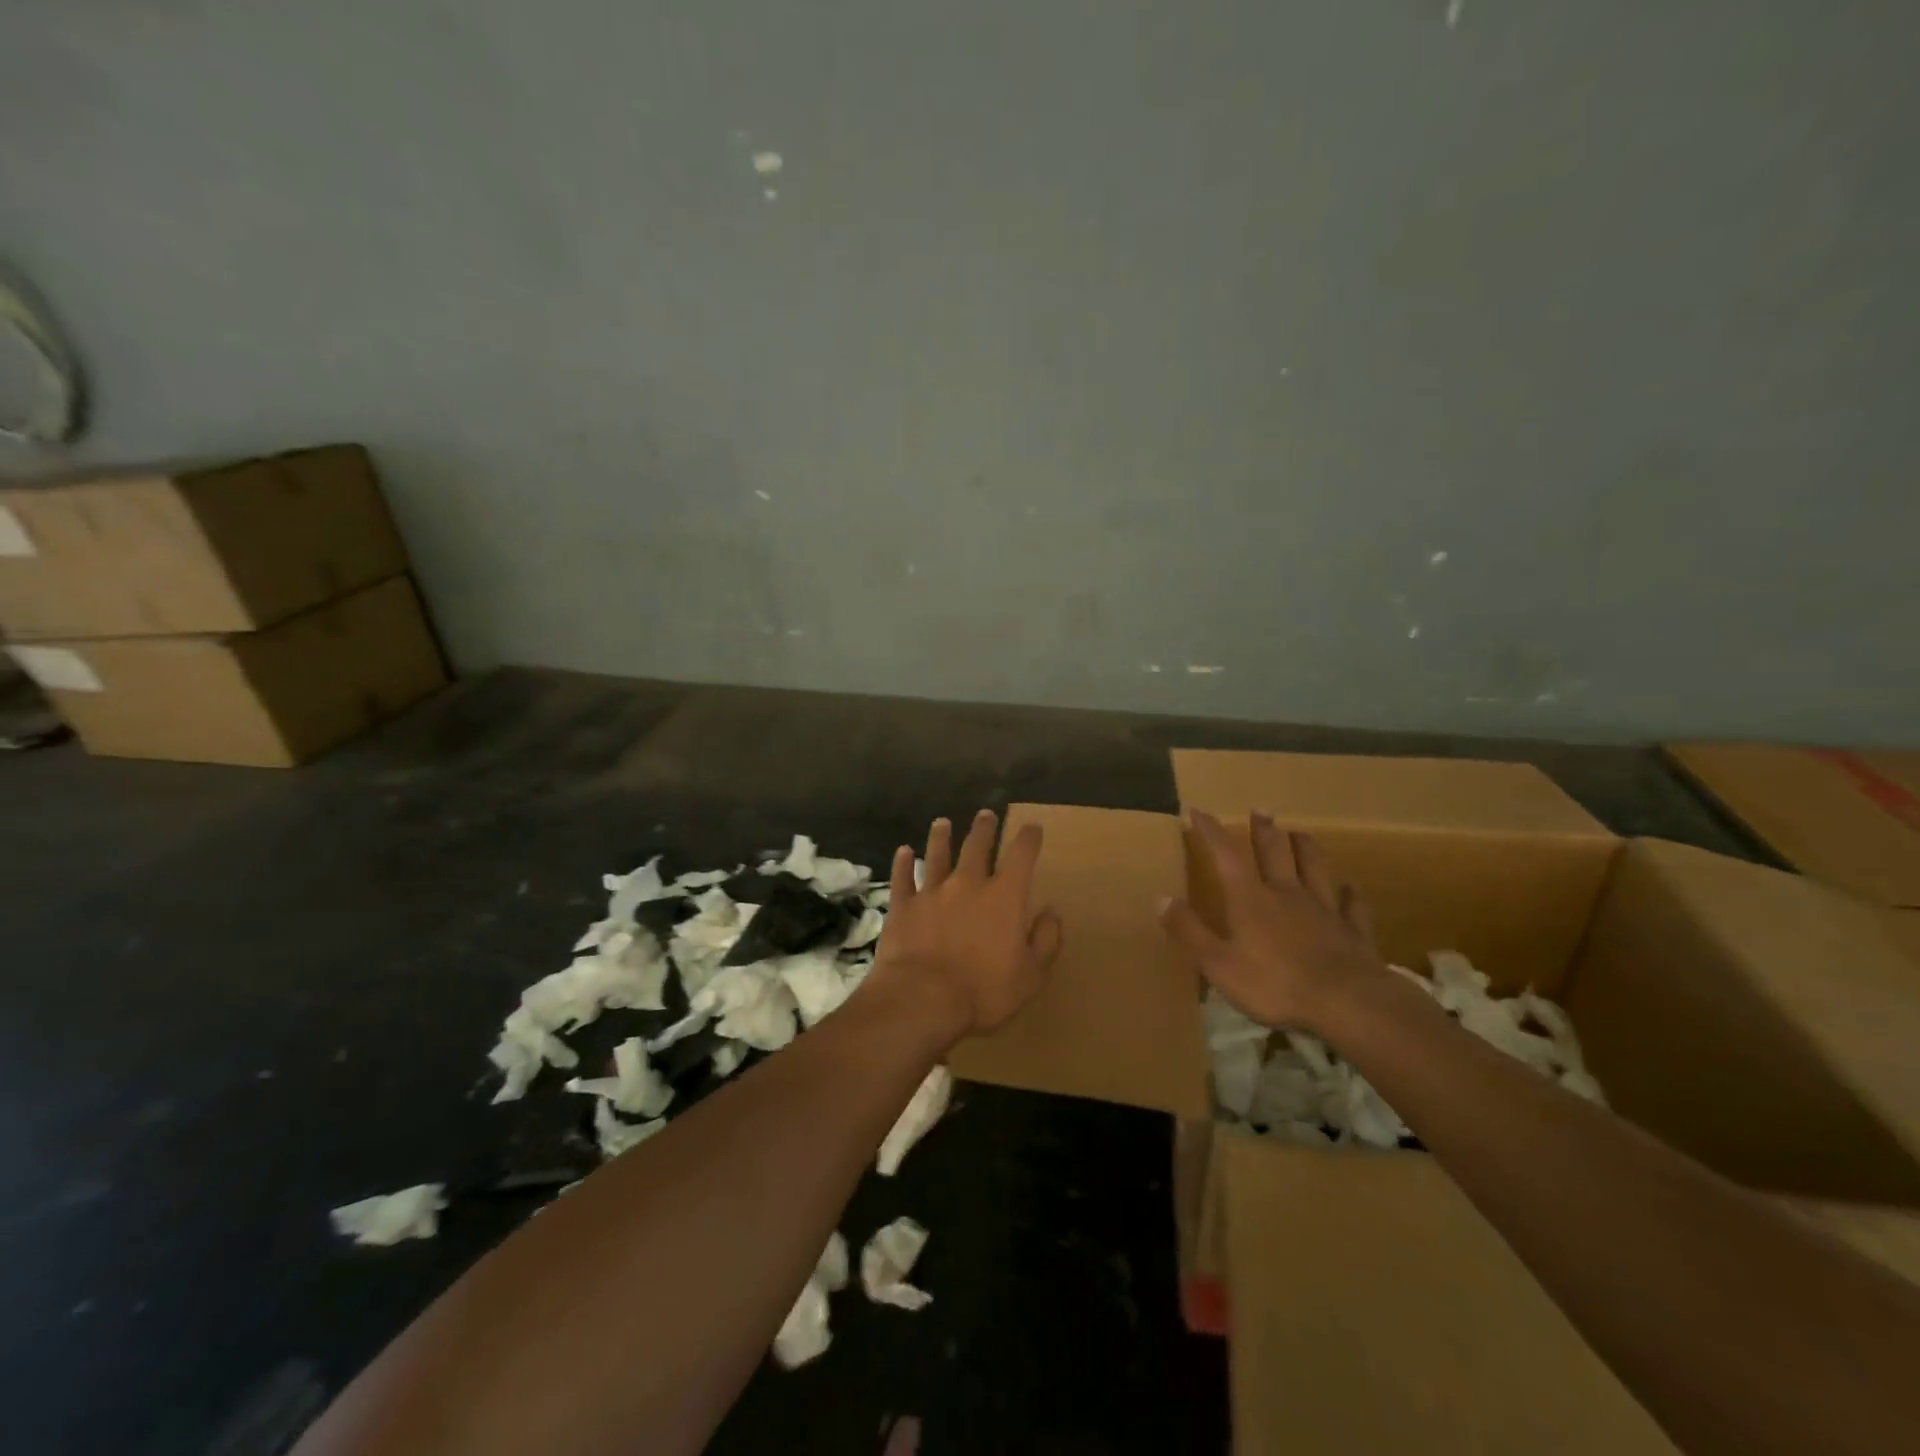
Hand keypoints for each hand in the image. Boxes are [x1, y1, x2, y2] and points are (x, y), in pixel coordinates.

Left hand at [866, 810, 1063, 1040]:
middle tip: (985, 814)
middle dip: (984, 828)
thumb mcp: (1031, 975)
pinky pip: (903, 878)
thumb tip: (1052, 911)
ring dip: (941, 837)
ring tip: (942, 822)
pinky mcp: (903, 906)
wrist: (922, 999)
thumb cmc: (984, 991)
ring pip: (937, 854)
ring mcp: (932, 892)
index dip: (1029, 838)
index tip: (1032, 827)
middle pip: (977, 846)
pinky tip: (903, 852)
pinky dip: (903, 863)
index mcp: (1005, 897)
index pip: (1021, 856)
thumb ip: (1045, 940)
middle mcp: (968, 884)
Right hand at [1159, 811, 1387, 1032]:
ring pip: (1316, 868)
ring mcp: (1324, 909)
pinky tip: (1349, 888)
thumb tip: (1161, 898)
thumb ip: (1189, 930)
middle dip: (1264, 830)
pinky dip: (1349, 893)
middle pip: (1275, 852)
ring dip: (1306, 848)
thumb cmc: (1274, 984)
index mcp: (1250, 899)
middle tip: (1260, 811)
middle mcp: (1287, 893)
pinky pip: (1352, 905)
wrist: (1347, 1003)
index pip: (1227, 855)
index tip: (1199, 811)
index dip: (1212, 831)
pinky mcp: (1354, 931)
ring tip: (1300, 834)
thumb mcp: (1217, 963)